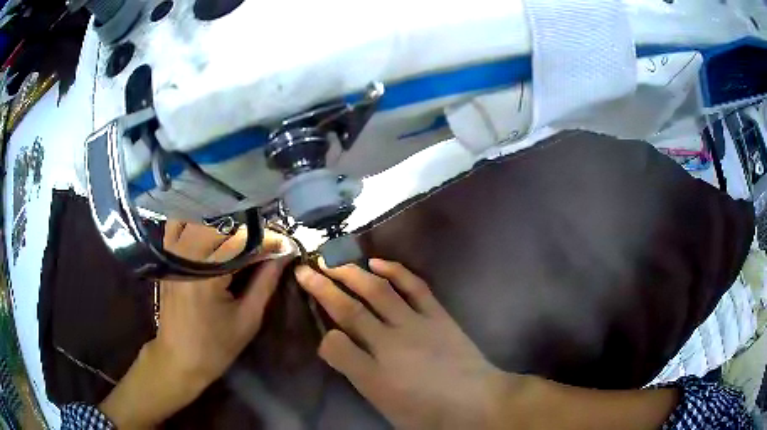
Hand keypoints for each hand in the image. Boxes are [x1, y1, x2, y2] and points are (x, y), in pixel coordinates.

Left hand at [100, 221, 291, 428]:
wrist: (178, 359)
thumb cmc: (215, 346)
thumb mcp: (247, 320)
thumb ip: (265, 283)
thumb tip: (283, 256)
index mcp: (206, 274)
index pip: (241, 242)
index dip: (267, 240)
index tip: (285, 245)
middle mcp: (186, 256)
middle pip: (222, 225)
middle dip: (249, 230)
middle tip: (269, 243)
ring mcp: (174, 255)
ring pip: (203, 221)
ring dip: (227, 226)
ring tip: (246, 240)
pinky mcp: (169, 258)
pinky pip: (185, 228)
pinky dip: (202, 226)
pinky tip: (217, 237)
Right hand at [295, 259, 512, 429]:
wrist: (478, 402)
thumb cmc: (430, 413)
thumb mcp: (386, 406)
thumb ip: (358, 376)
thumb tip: (335, 346)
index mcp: (374, 376)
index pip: (334, 346)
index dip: (323, 334)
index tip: (320, 330)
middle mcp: (390, 344)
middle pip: (349, 311)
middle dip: (323, 288)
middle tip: (305, 271)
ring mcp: (416, 324)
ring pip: (377, 291)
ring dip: (351, 273)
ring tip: (332, 261)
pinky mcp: (437, 314)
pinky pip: (414, 286)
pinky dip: (394, 270)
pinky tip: (376, 262)